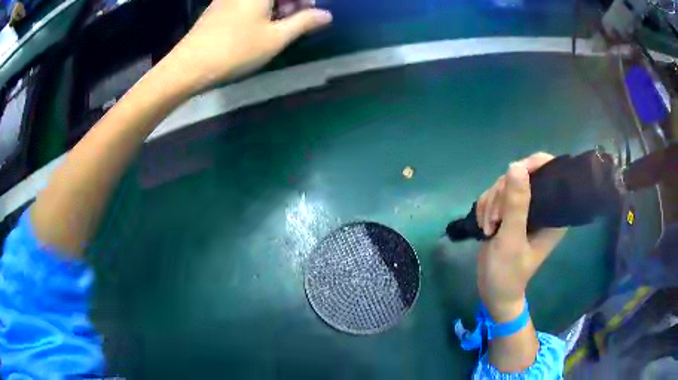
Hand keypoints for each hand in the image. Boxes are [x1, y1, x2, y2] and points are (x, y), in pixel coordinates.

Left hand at [166, 0, 331, 90]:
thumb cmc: (235, 50)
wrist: (188, 66)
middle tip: (296, 20)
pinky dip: (258, 9)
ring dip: (275, 6)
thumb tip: (326, 15)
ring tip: (278, 27)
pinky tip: (257, 27)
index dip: (304, 1)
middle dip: (291, 2)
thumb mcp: (275, 38)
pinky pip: (245, 2)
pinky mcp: (217, 8)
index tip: (311, 12)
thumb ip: (304, 22)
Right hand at [476, 153, 566, 320]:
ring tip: (489, 228)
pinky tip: (483, 225)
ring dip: (491, 203)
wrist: (493, 292)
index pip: (550, 171)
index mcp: (554, 212)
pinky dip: (485, 207)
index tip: (512, 177)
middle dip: (502, 194)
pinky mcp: (509, 213)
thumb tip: (516, 166)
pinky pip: (494, 195)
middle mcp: (542, 206)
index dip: (533, 165)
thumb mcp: (512, 240)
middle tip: (495, 219)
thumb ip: (516, 205)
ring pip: (504, 184)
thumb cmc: (509, 272)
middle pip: (522, 175)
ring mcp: (524, 209)